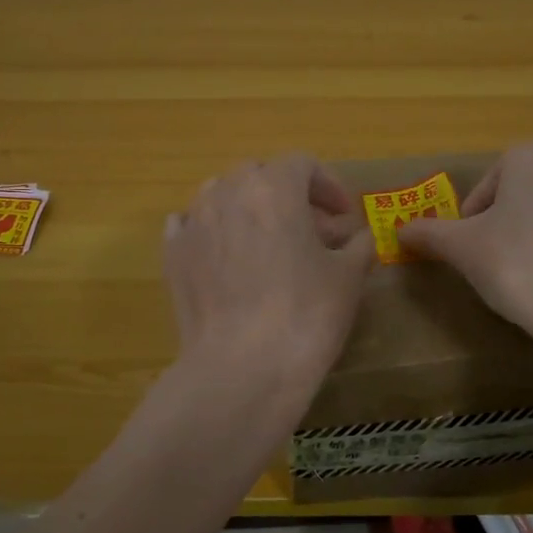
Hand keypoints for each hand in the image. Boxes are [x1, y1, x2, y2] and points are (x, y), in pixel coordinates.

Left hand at [164, 154, 374, 383]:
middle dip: (289, 196)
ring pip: (222, 195)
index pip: (303, 164)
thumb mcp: (348, 277)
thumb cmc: (305, 314)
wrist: (241, 369)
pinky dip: (212, 230)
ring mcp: (194, 222)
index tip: (344, 216)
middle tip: (312, 233)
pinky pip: (190, 225)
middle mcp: (228, 192)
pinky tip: (225, 256)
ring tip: (267, 244)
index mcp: (274, 187)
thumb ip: (359, 245)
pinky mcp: (172, 255)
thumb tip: (360, 238)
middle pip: (261, 175)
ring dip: (249, 209)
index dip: (329, 185)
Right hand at [396, 143, 532, 337]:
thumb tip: (399, 231)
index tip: (471, 248)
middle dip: (514, 216)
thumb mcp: (461, 249)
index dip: (474, 217)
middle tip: (501, 256)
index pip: (489, 185)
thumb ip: (428, 234)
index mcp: (530, 155)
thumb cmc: (516, 265)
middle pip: (529, 188)